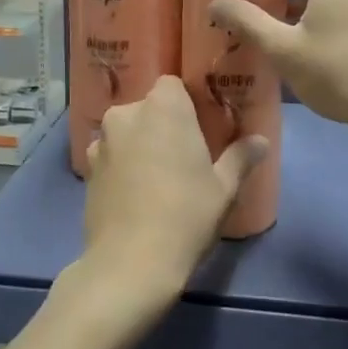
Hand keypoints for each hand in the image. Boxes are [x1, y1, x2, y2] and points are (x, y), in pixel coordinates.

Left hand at [78, 76, 266, 307]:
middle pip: (148, 107)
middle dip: (163, 124)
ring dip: (140, 144)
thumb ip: (241, 157)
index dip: (186, 103)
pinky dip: (122, 166)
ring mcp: (101, 142)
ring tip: (158, 177)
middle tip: (184, 155)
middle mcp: (127, 115)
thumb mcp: (224, 188)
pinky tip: (136, 194)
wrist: (130, 263)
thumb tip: (261, 141)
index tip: (200, 126)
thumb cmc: (186, 216)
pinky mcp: (86, 170)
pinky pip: (110, 155)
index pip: (172, 85)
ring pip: (127, 132)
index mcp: (163, 108)